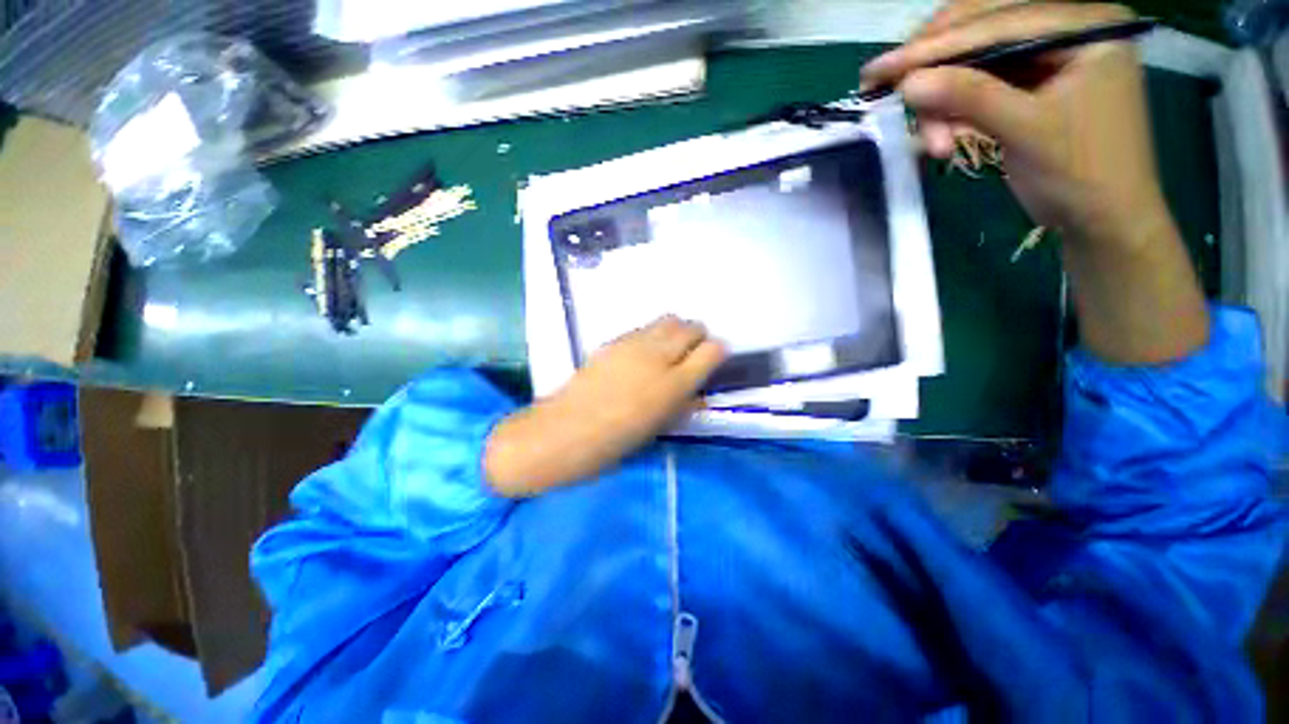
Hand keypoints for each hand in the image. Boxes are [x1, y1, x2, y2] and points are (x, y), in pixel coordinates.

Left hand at [485, 316, 726, 496]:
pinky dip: (653, 334)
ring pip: (668, 320)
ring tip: (669, 348)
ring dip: (676, 331)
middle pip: (691, 327)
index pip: (712, 350)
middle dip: (698, 336)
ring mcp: (634, 344)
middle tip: (693, 351)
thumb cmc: (617, 440)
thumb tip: (699, 391)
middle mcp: (658, 356)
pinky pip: (644, 328)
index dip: (718, 351)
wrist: (567, 429)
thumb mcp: (660, 427)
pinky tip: (643, 352)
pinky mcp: (614, 340)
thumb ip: (685, 405)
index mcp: (674, 384)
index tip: (714, 359)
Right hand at [863, 2, 1164, 246]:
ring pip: (973, 65)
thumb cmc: (1081, 173)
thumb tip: (907, 83)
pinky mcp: (1031, 85)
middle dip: (935, 69)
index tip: (880, 67)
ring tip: (936, 144)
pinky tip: (945, 139)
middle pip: (982, 33)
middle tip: (889, 92)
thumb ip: (970, 97)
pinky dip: (953, 113)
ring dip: (942, 103)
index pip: (998, 23)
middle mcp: (1066, 30)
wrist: (1103, 220)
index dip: (935, 45)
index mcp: (1086, 25)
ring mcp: (1048, 57)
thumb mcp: (1027, 129)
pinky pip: (978, 88)